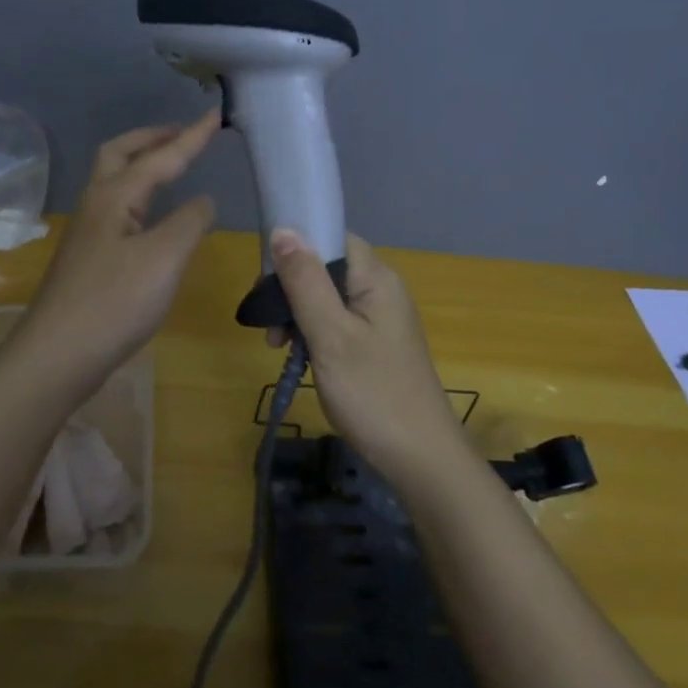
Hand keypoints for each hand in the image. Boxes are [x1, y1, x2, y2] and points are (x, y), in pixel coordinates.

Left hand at [16, 111, 220, 391]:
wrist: (58, 354)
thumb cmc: (114, 302)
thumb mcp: (165, 258)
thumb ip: (189, 221)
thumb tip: (202, 200)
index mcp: (115, 196)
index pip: (160, 157)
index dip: (191, 137)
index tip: (216, 115)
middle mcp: (96, 204)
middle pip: (120, 154)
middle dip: (152, 138)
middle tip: (183, 134)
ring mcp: (87, 231)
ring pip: (113, 180)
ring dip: (141, 162)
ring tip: (170, 164)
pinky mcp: (87, 257)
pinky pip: (115, 207)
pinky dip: (138, 193)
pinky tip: (152, 215)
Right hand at [265, 228, 470, 484]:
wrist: (421, 459)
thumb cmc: (373, 393)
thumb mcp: (330, 335)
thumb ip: (305, 281)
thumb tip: (283, 228)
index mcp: (376, 278)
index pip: (330, 237)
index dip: (295, 248)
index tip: (266, 280)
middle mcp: (381, 289)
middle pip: (325, 266)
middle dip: (290, 288)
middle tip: (270, 327)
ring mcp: (380, 318)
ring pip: (326, 296)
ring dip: (297, 313)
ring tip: (279, 347)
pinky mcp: (375, 343)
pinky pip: (336, 321)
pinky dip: (312, 332)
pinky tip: (298, 356)